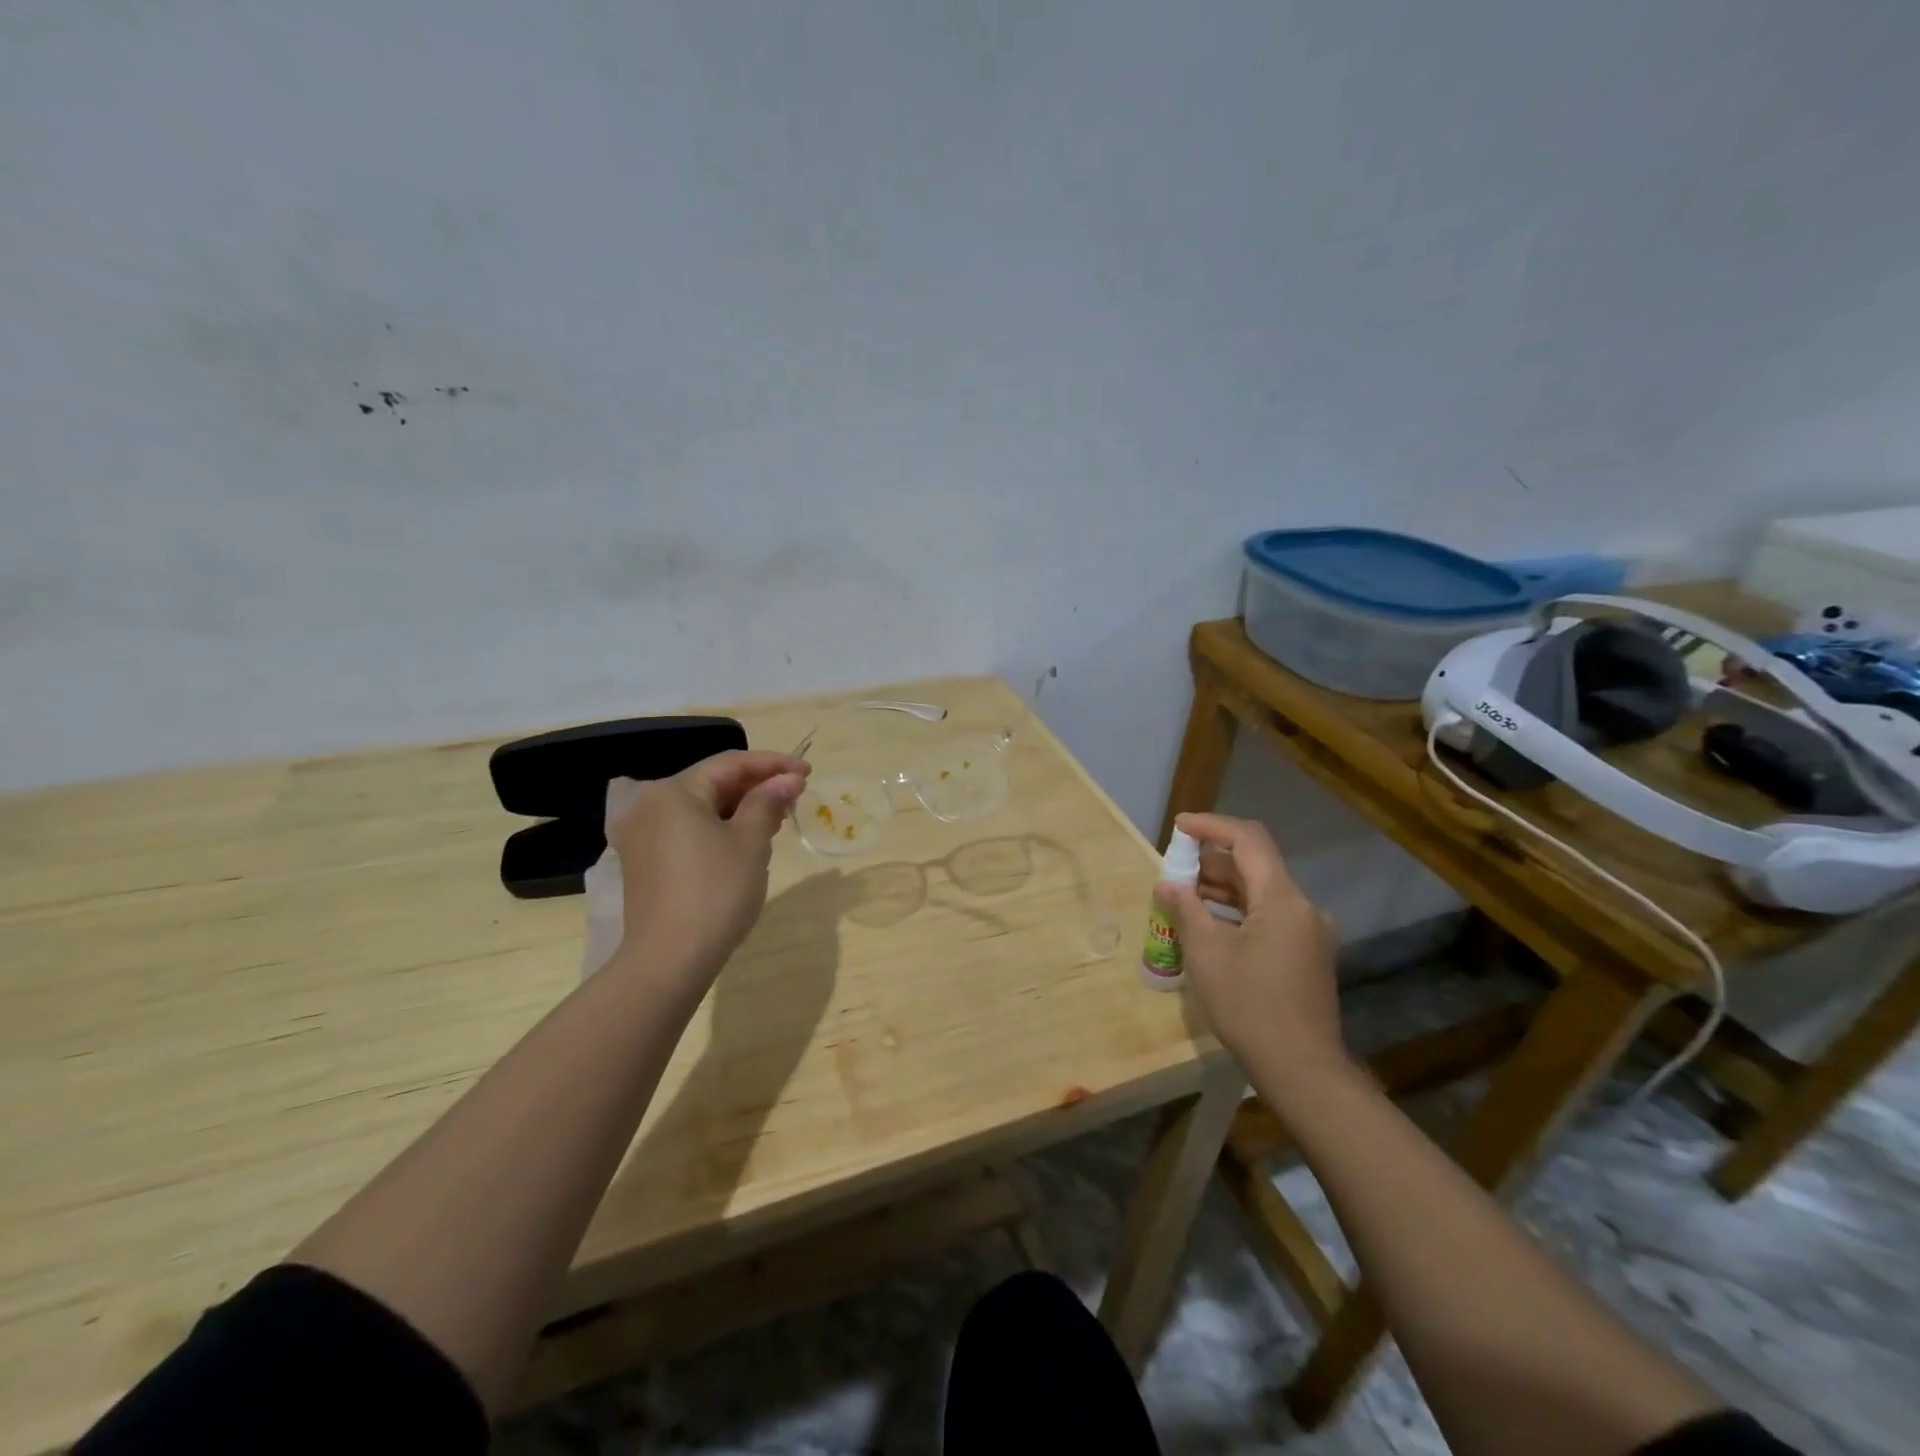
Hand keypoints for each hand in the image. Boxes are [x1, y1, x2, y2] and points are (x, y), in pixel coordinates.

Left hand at [604, 750, 809, 998]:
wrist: (669, 960)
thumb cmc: (716, 892)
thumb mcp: (751, 842)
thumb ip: (769, 802)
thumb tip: (789, 779)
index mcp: (674, 791)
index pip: (731, 763)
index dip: (773, 764)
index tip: (807, 772)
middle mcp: (650, 805)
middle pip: (713, 783)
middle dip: (757, 787)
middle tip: (796, 797)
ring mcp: (642, 835)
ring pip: (701, 808)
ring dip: (740, 808)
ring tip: (778, 819)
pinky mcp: (645, 862)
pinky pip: (688, 830)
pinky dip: (719, 828)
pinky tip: (747, 841)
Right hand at [1156, 812, 1345, 1076]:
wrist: (1302, 1070)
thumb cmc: (1249, 1007)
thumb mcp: (1207, 954)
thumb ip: (1186, 909)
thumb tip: (1168, 884)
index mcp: (1283, 899)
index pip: (1249, 840)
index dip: (1212, 826)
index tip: (1179, 827)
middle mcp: (1303, 907)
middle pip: (1256, 865)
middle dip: (1212, 861)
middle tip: (1174, 870)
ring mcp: (1310, 932)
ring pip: (1262, 892)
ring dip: (1224, 888)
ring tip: (1184, 896)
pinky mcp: (1308, 954)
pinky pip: (1270, 916)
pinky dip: (1239, 911)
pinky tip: (1210, 925)